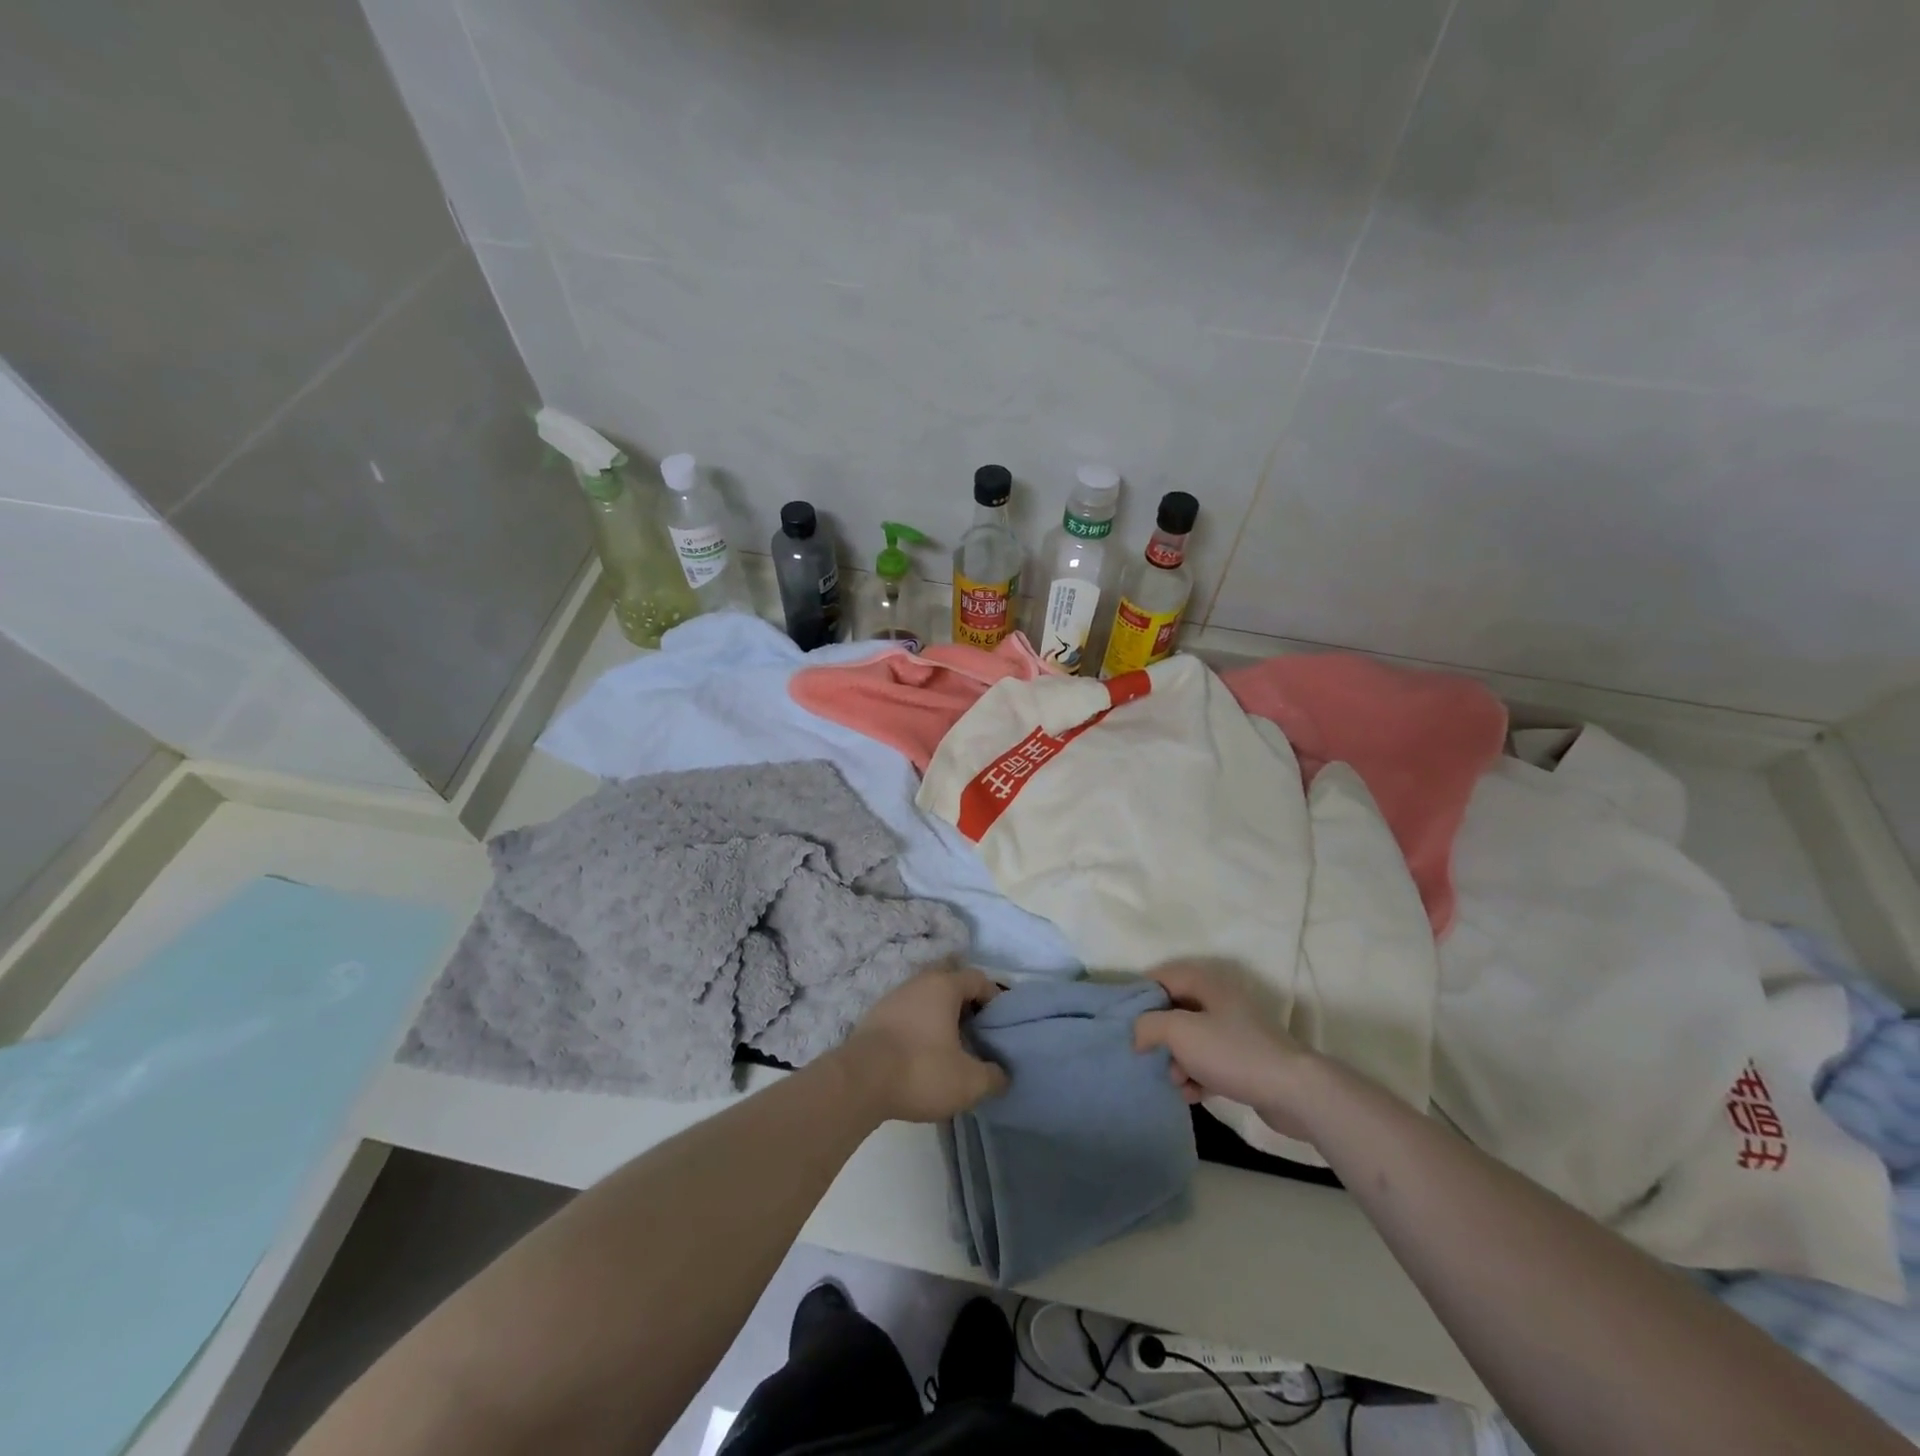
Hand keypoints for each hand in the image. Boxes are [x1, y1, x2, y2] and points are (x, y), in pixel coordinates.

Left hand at [837, 966, 1008, 1123]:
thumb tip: (1002, 1075)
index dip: (994, 998)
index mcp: (944, 985)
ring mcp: (894, 996)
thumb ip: (994, 1076)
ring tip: (952, 1043)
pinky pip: (908, 1011)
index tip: (1000, 1025)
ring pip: (926, 995)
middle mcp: (919, 981)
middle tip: (976, 1028)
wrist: (858, 1081)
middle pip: (950, 979)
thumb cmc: (920, 1071)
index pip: (978, 978)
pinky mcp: (876, 1016)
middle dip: (965, 999)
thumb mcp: (969, 1082)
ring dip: (941, 1012)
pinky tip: (923, 1050)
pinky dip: (920, 1023)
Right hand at [1133, 960, 1316, 1140]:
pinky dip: (1196, 1076)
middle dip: (1158, 1034)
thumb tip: (1136, 1033)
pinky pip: (1209, 1063)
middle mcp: (1220, 1002)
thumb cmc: (1231, 1052)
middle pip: (1176, 1010)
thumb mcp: (1179, 1032)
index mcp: (1207, 983)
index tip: (1123, 1016)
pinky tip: (1191, 1094)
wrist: (1293, 1092)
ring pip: (1192, 1040)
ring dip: (1177, 1060)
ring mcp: (1235, 1032)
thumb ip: (1148, 1025)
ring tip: (1174, 1080)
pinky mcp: (1244, 1061)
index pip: (1163, 976)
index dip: (1141, 993)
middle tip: (1145, 1053)